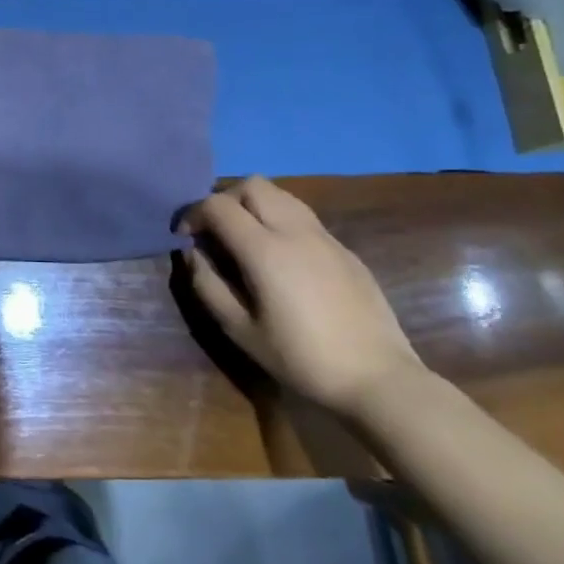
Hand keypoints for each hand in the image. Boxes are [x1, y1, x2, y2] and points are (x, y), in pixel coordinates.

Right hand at [182, 177, 422, 415]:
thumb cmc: (301, 358)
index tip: (186, 238)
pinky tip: (280, 258)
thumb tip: (192, 253)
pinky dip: (279, 220)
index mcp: (265, 250)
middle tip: (215, 231)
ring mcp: (325, 237)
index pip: (218, 205)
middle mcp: (295, 231)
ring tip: (245, 238)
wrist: (377, 378)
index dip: (193, 214)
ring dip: (254, 205)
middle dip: (225, 199)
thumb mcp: (240, 330)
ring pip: (281, 194)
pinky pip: (303, 216)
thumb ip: (208, 285)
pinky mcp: (345, 249)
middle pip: (252, 185)